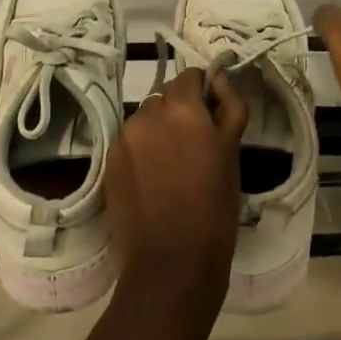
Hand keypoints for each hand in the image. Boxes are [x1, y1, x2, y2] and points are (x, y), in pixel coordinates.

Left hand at [105, 67, 248, 307]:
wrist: (171, 264)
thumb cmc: (214, 207)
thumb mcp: (231, 152)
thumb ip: (229, 106)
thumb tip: (220, 78)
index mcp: (181, 106)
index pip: (190, 76)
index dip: (203, 91)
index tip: (212, 115)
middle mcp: (147, 113)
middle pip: (165, 96)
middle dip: (180, 111)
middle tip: (196, 144)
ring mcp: (123, 138)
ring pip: (146, 119)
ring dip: (159, 130)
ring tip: (173, 166)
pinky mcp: (108, 163)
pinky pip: (130, 143)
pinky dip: (142, 152)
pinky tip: (154, 181)